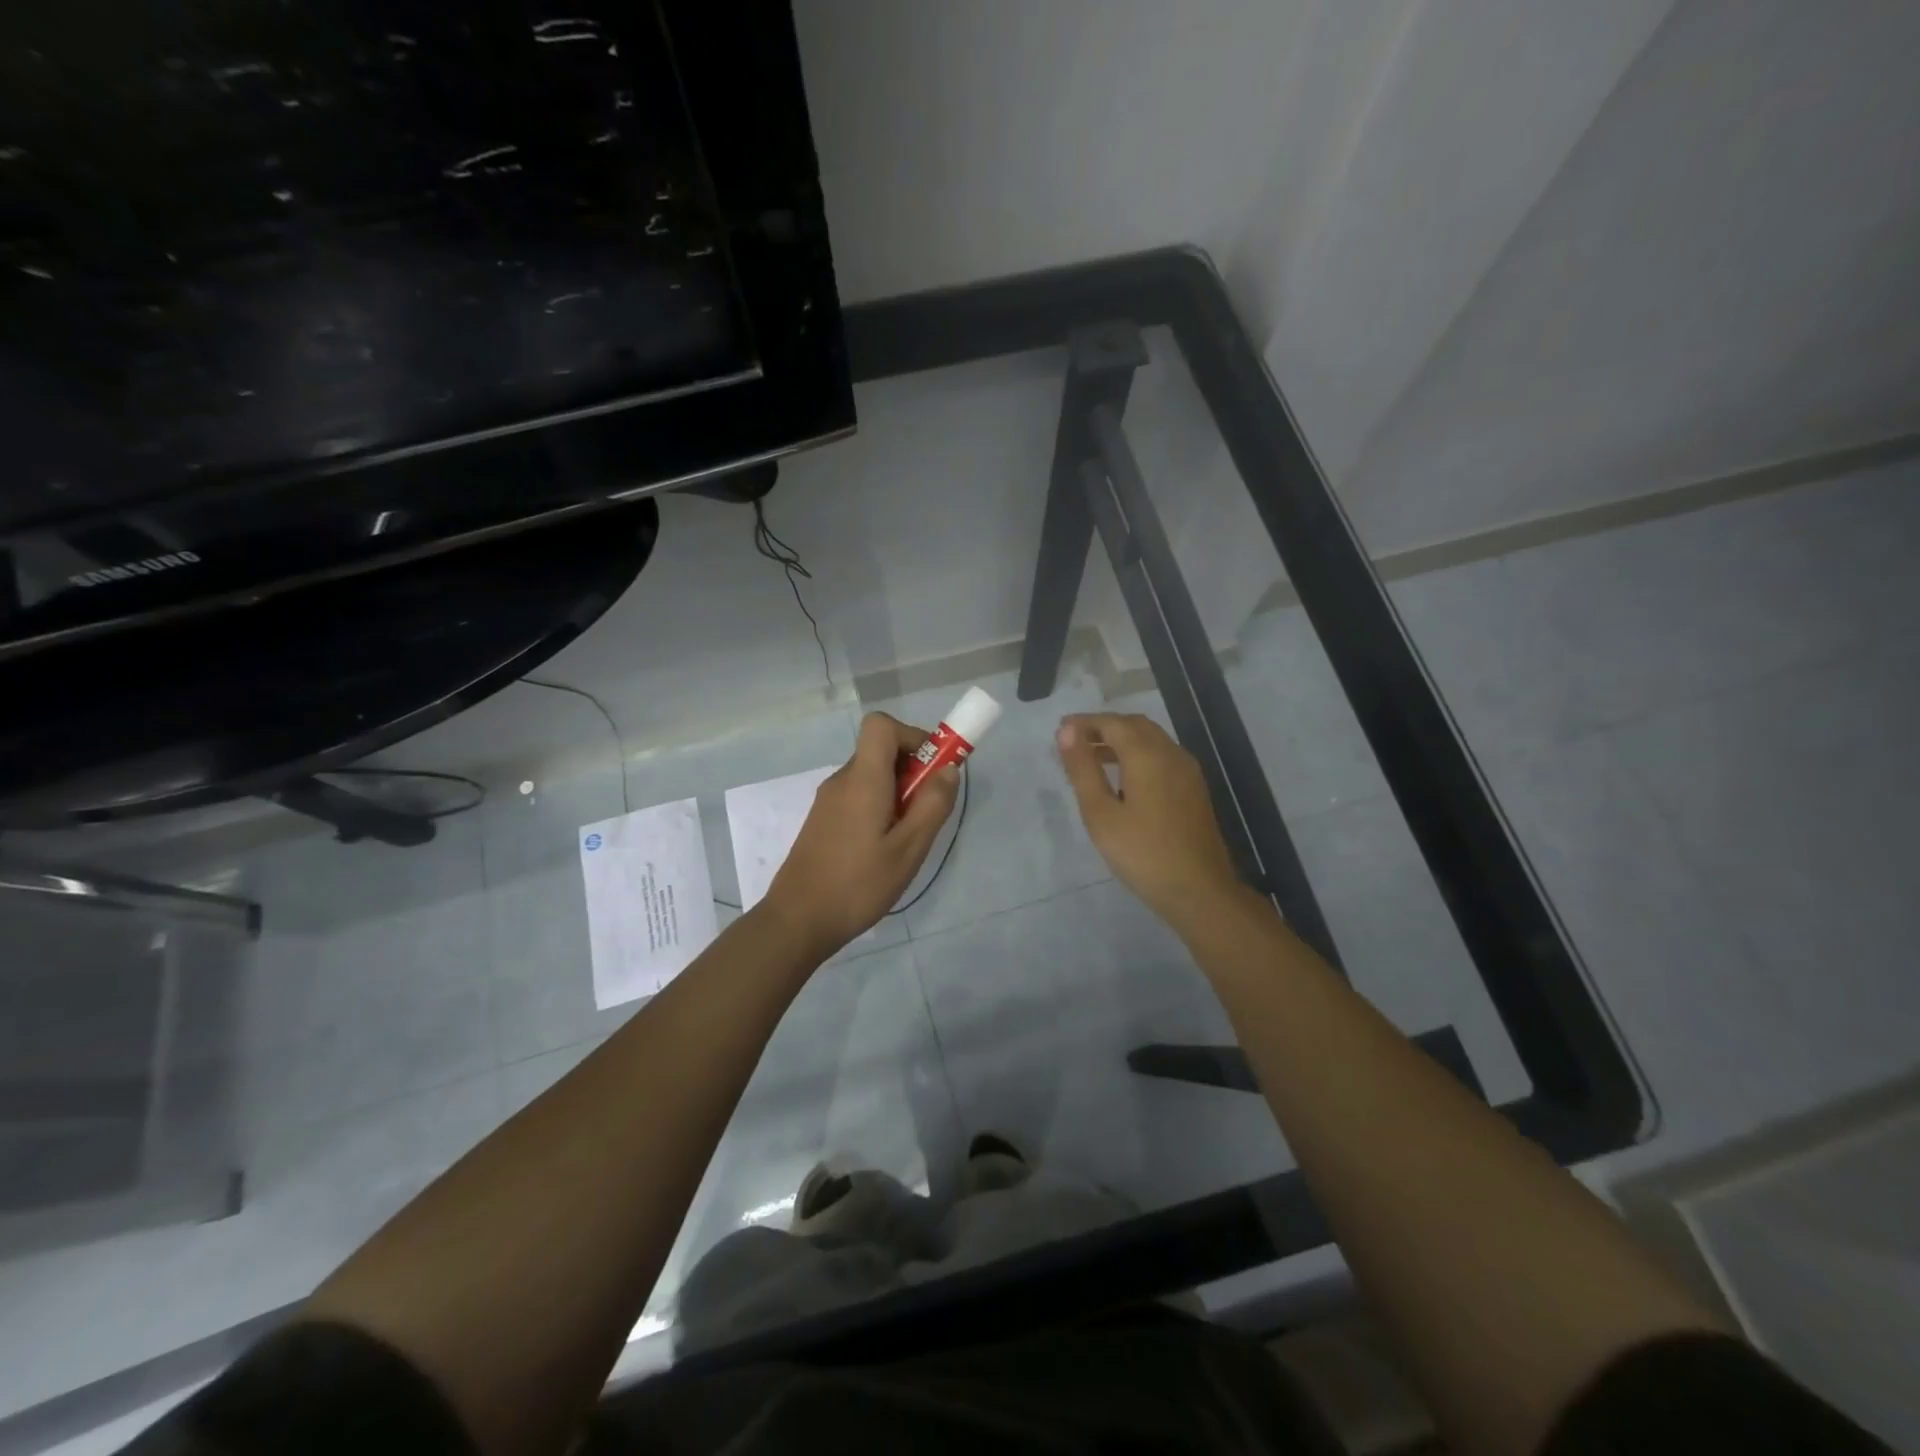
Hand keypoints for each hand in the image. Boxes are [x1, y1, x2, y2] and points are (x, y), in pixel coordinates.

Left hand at [762, 712, 960, 956]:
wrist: (798, 921)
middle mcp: (842, 781)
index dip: (912, 736)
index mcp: (862, 779)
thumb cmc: (858, 884)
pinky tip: (883, 851)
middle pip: (880, 751)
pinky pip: (858, 797)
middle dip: (912, 771)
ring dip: (897, 793)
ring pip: (871, 777)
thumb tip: (948, 768)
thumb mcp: (908, 849)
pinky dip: (879, 808)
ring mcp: (828, 801)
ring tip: (906, 839)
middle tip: (926, 813)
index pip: (880, 725)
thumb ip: (932, 805)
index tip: (932, 770)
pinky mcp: (823, 821)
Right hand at [1057, 713, 1243, 929]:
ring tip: (1091, 757)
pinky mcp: (1193, 788)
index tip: (1060, 731)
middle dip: (1103, 727)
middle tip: (1074, 742)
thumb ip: (1082, 769)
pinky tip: (1122, 778)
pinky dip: (1137, 754)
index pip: (1112, 723)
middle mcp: (1171, 753)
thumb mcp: (1100, 813)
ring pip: (1151, 740)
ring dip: (1121, 740)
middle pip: (1134, 725)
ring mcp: (1187, 771)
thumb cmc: (1142, 853)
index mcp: (1147, 755)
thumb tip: (1066, 731)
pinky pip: (1162, 756)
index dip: (1084, 723)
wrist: (1199, 890)